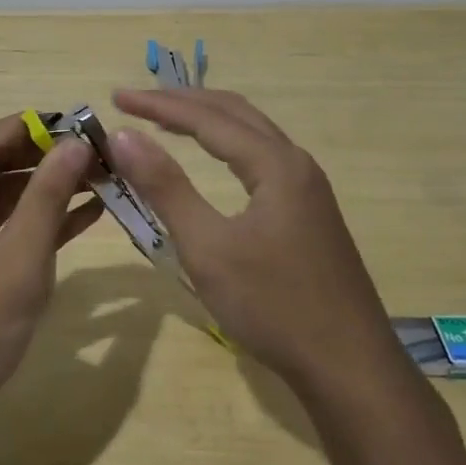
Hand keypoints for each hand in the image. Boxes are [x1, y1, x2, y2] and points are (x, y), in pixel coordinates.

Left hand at [0, 114, 103, 451]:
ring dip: (45, 192)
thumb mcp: (17, 263)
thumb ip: (47, 198)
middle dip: (48, 160)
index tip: (89, 123)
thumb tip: (75, 143)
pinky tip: (82, 216)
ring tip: (102, 181)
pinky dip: (32, 224)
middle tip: (103, 156)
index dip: (40, 127)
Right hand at [108, 88, 392, 382]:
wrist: (349, 367)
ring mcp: (308, 189)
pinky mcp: (309, 213)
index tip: (116, 97)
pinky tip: (214, 160)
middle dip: (183, 102)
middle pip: (235, 113)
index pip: (207, 118)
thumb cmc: (273, 305)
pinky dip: (227, 145)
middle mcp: (296, 164)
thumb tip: (124, 136)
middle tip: (136, 101)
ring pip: (252, 134)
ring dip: (207, 120)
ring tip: (166, 120)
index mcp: (275, 165)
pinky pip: (262, 158)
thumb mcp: (208, 247)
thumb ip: (165, 187)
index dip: (159, 104)